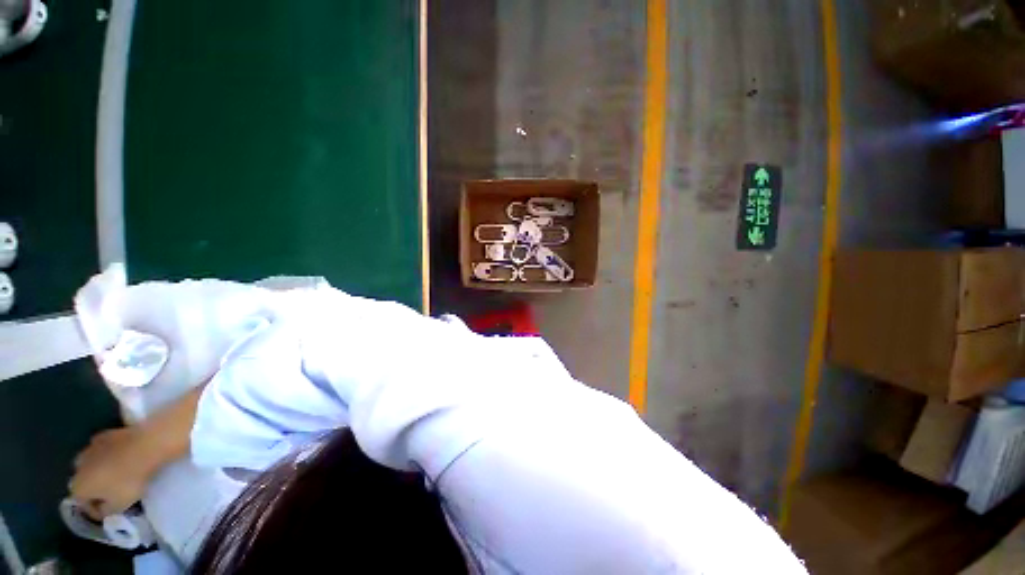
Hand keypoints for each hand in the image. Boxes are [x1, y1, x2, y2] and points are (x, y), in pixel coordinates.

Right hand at [69, 427, 161, 519]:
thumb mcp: (119, 506)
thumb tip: (103, 510)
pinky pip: (102, 449)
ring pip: (90, 464)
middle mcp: (77, 467)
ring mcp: (89, 448)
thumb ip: (106, 511)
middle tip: (111, 492)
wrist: (143, 447)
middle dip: (95, 488)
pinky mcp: (104, 435)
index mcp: (78, 487)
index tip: (108, 511)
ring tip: (117, 475)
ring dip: (100, 471)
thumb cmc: (129, 480)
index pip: (82, 503)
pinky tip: (120, 457)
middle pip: (84, 482)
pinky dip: (108, 455)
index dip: (95, 509)